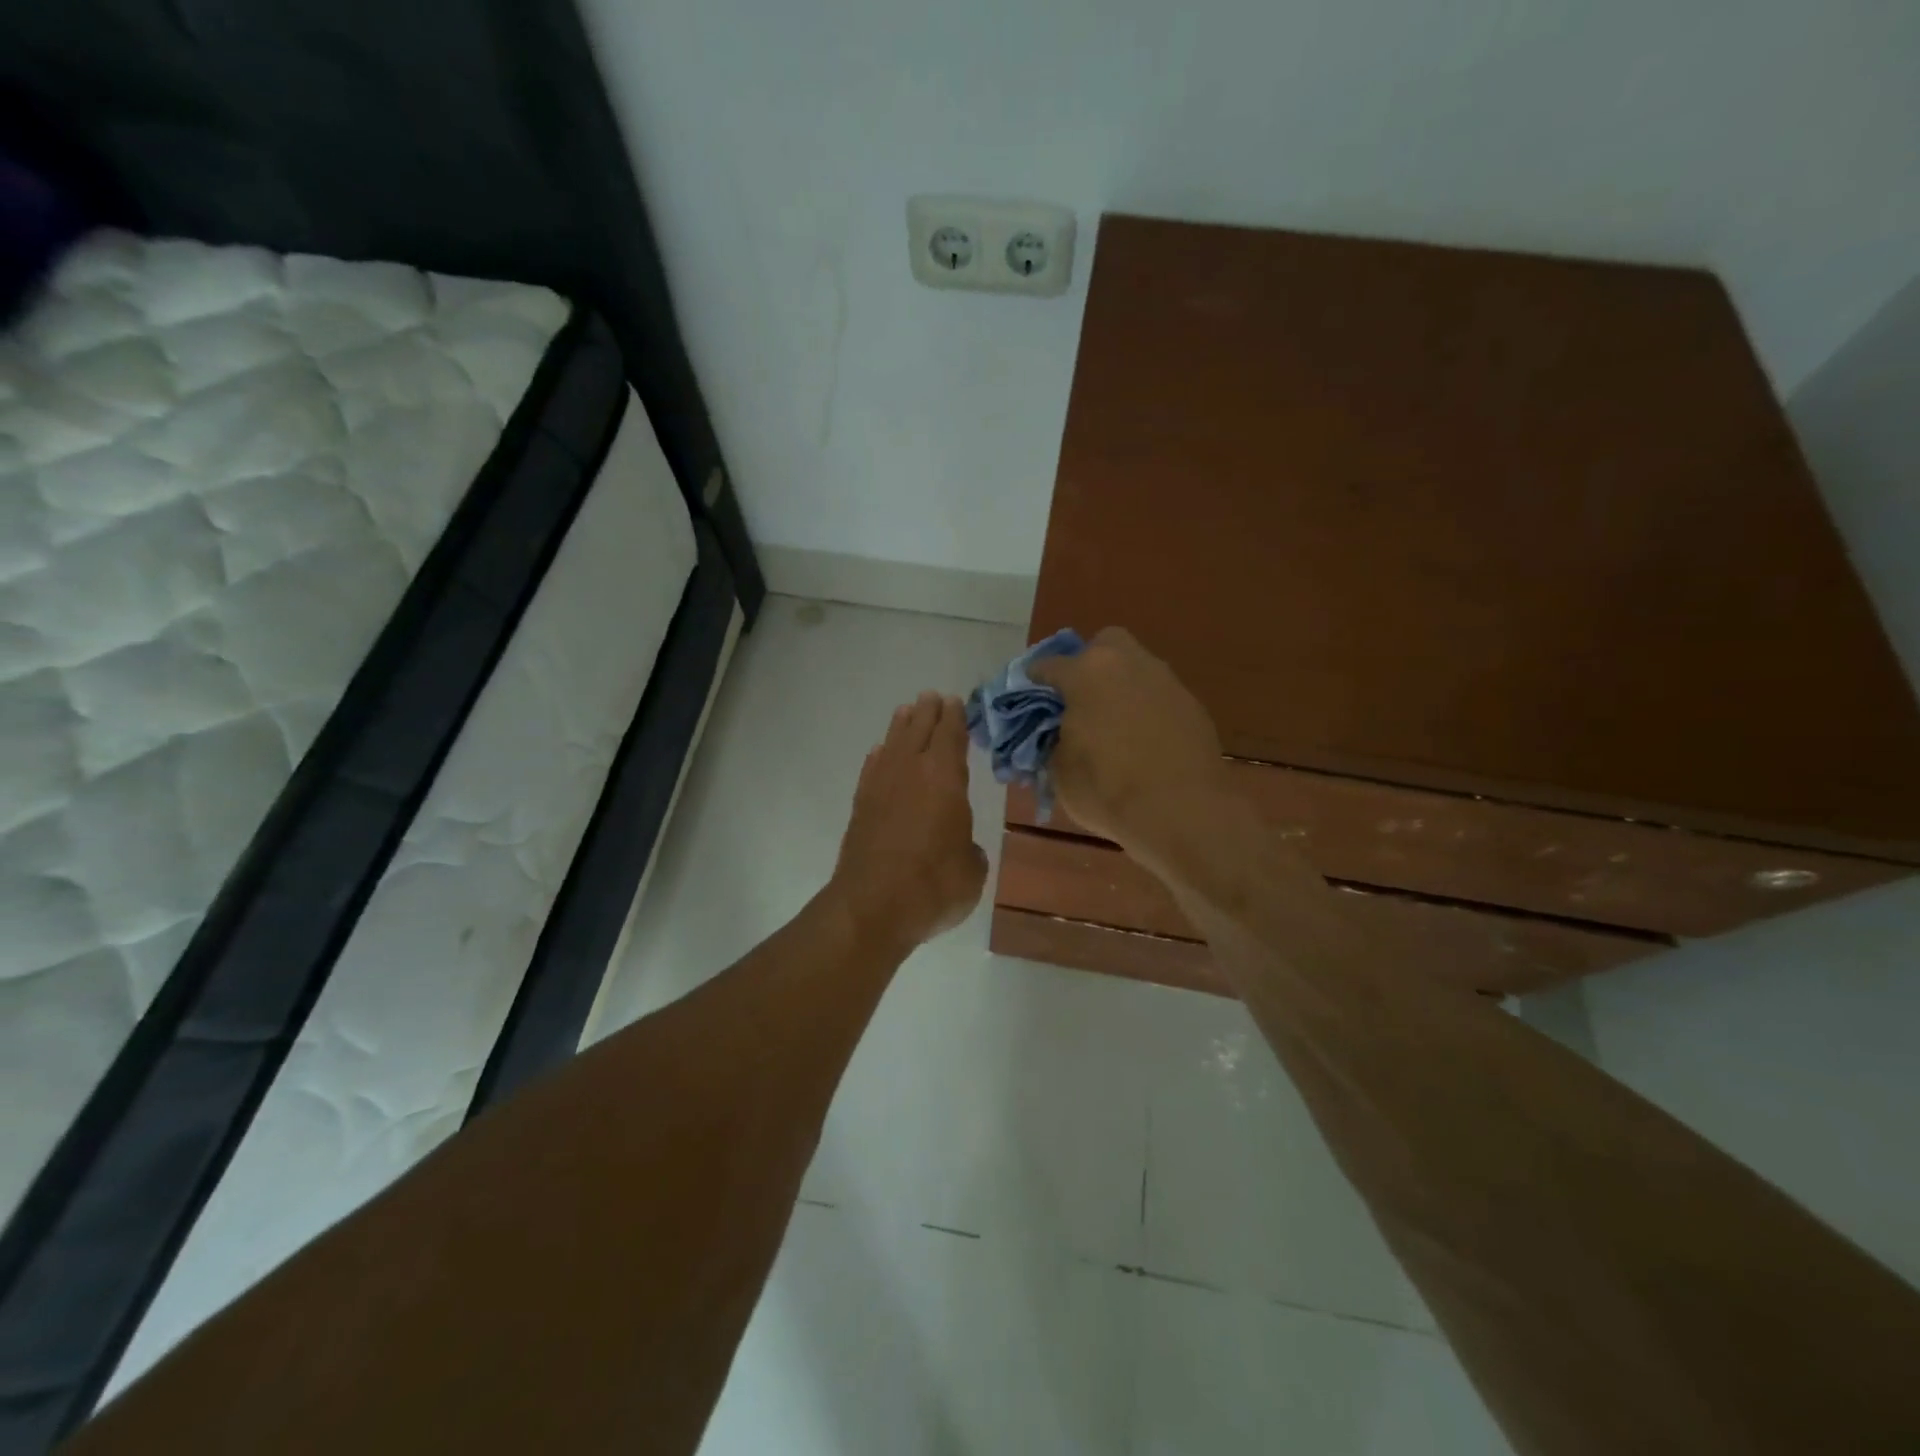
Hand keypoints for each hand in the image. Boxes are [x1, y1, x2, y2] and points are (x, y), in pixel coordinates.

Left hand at [831, 692, 988, 949]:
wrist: (872, 906)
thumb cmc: (933, 886)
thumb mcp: (972, 871)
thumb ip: (970, 852)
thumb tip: (963, 849)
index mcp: (945, 779)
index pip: (951, 736)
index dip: (955, 718)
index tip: (956, 702)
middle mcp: (911, 772)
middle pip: (920, 731)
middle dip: (928, 713)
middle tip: (932, 697)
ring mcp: (881, 787)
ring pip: (893, 744)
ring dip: (901, 727)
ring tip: (906, 712)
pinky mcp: (860, 807)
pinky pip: (872, 769)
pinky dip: (879, 757)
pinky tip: (880, 754)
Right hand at [1028, 627, 1228, 854]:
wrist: (1182, 811)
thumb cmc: (1108, 788)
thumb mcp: (1059, 770)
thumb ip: (1052, 741)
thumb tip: (1057, 735)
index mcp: (1086, 673)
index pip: (1048, 666)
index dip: (1034, 682)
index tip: (1028, 699)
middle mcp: (1127, 663)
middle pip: (1103, 645)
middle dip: (1088, 665)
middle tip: (1079, 700)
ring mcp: (1165, 681)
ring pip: (1135, 669)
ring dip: (1120, 687)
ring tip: (1111, 725)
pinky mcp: (1192, 705)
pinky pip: (1158, 697)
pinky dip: (1146, 710)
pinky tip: (1142, 741)